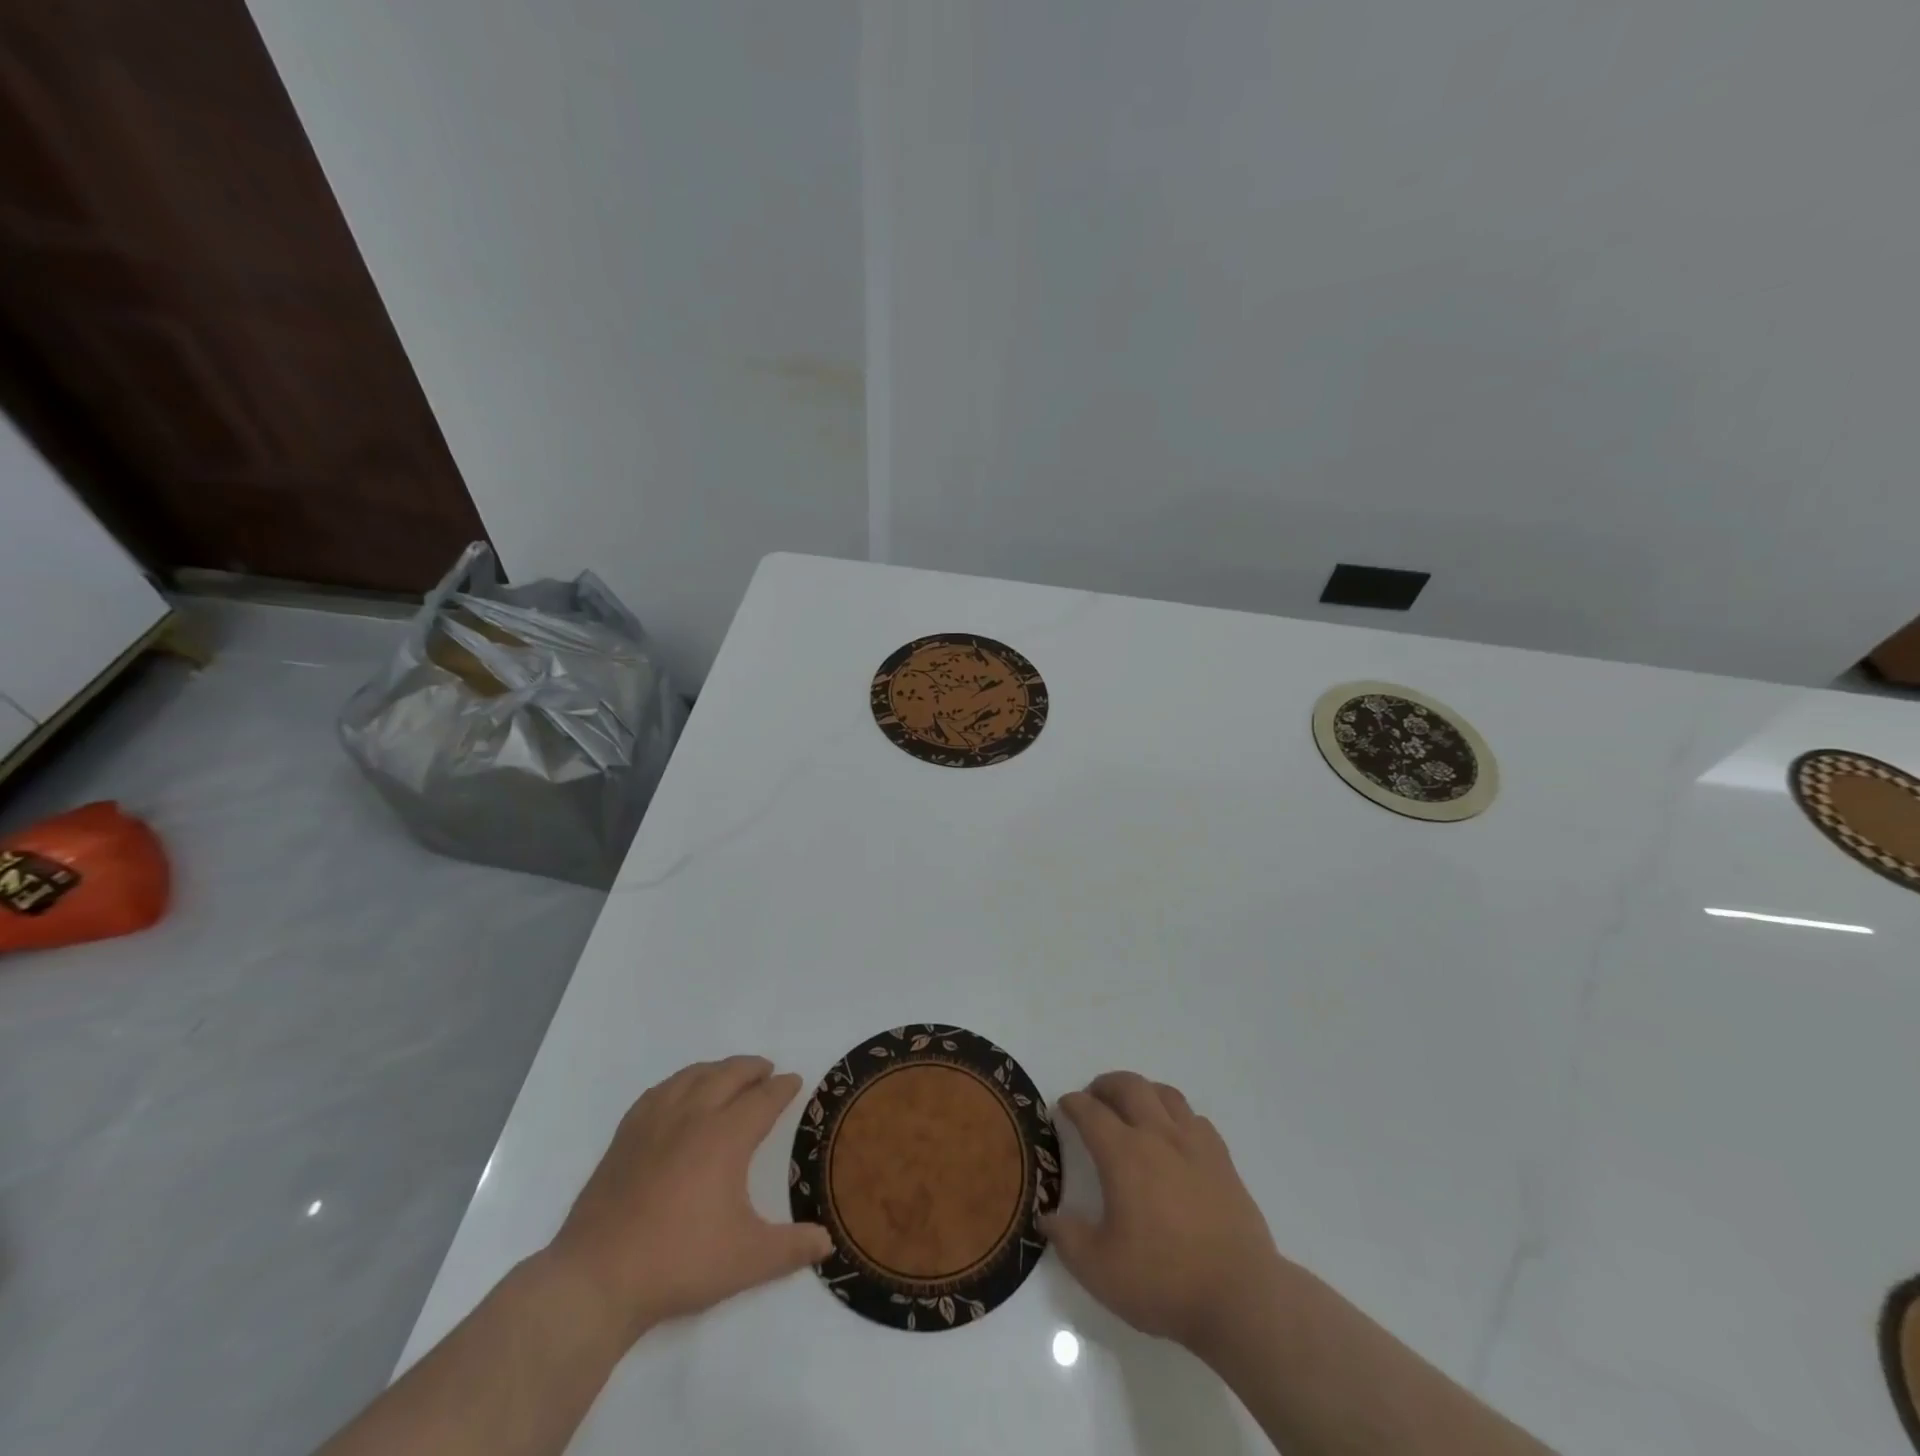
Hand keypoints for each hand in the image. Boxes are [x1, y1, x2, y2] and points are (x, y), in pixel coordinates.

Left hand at [546, 1056, 832, 1341]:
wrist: (597, 1279)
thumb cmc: (679, 1263)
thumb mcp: (746, 1260)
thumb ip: (791, 1249)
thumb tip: (827, 1243)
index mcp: (726, 1136)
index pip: (763, 1100)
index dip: (782, 1088)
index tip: (794, 1081)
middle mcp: (693, 1116)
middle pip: (729, 1075)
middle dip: (752, 1068)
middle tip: (767, 1071)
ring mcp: (655, 1122)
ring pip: (693, 1076)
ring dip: (717, 1070)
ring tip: (728, 1074)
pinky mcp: (626, 1135)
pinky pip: (659, 1091)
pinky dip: (679, 1082)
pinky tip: (679, 1093)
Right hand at [1040, 1071, 1285, 1354]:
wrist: (1240, 1297)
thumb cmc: (1164, 1281)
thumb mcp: (1099, 1271)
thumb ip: (1068, 1239)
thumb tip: (1047, 1216)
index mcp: (1124, 1154)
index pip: (1091, 1112)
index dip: (1073, 1104)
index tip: (1063, 1107)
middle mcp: (1158, 1135)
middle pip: (1129, 1086)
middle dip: (1105, 1085)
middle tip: (1093, 1097)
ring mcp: (1194, 1144)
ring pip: (1165, 1093)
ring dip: (1142, 1091)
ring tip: (1132, 1107)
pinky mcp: (1222, 1160)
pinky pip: (1194, 1118)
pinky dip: (1176, 1115)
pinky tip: (1174, 1135)